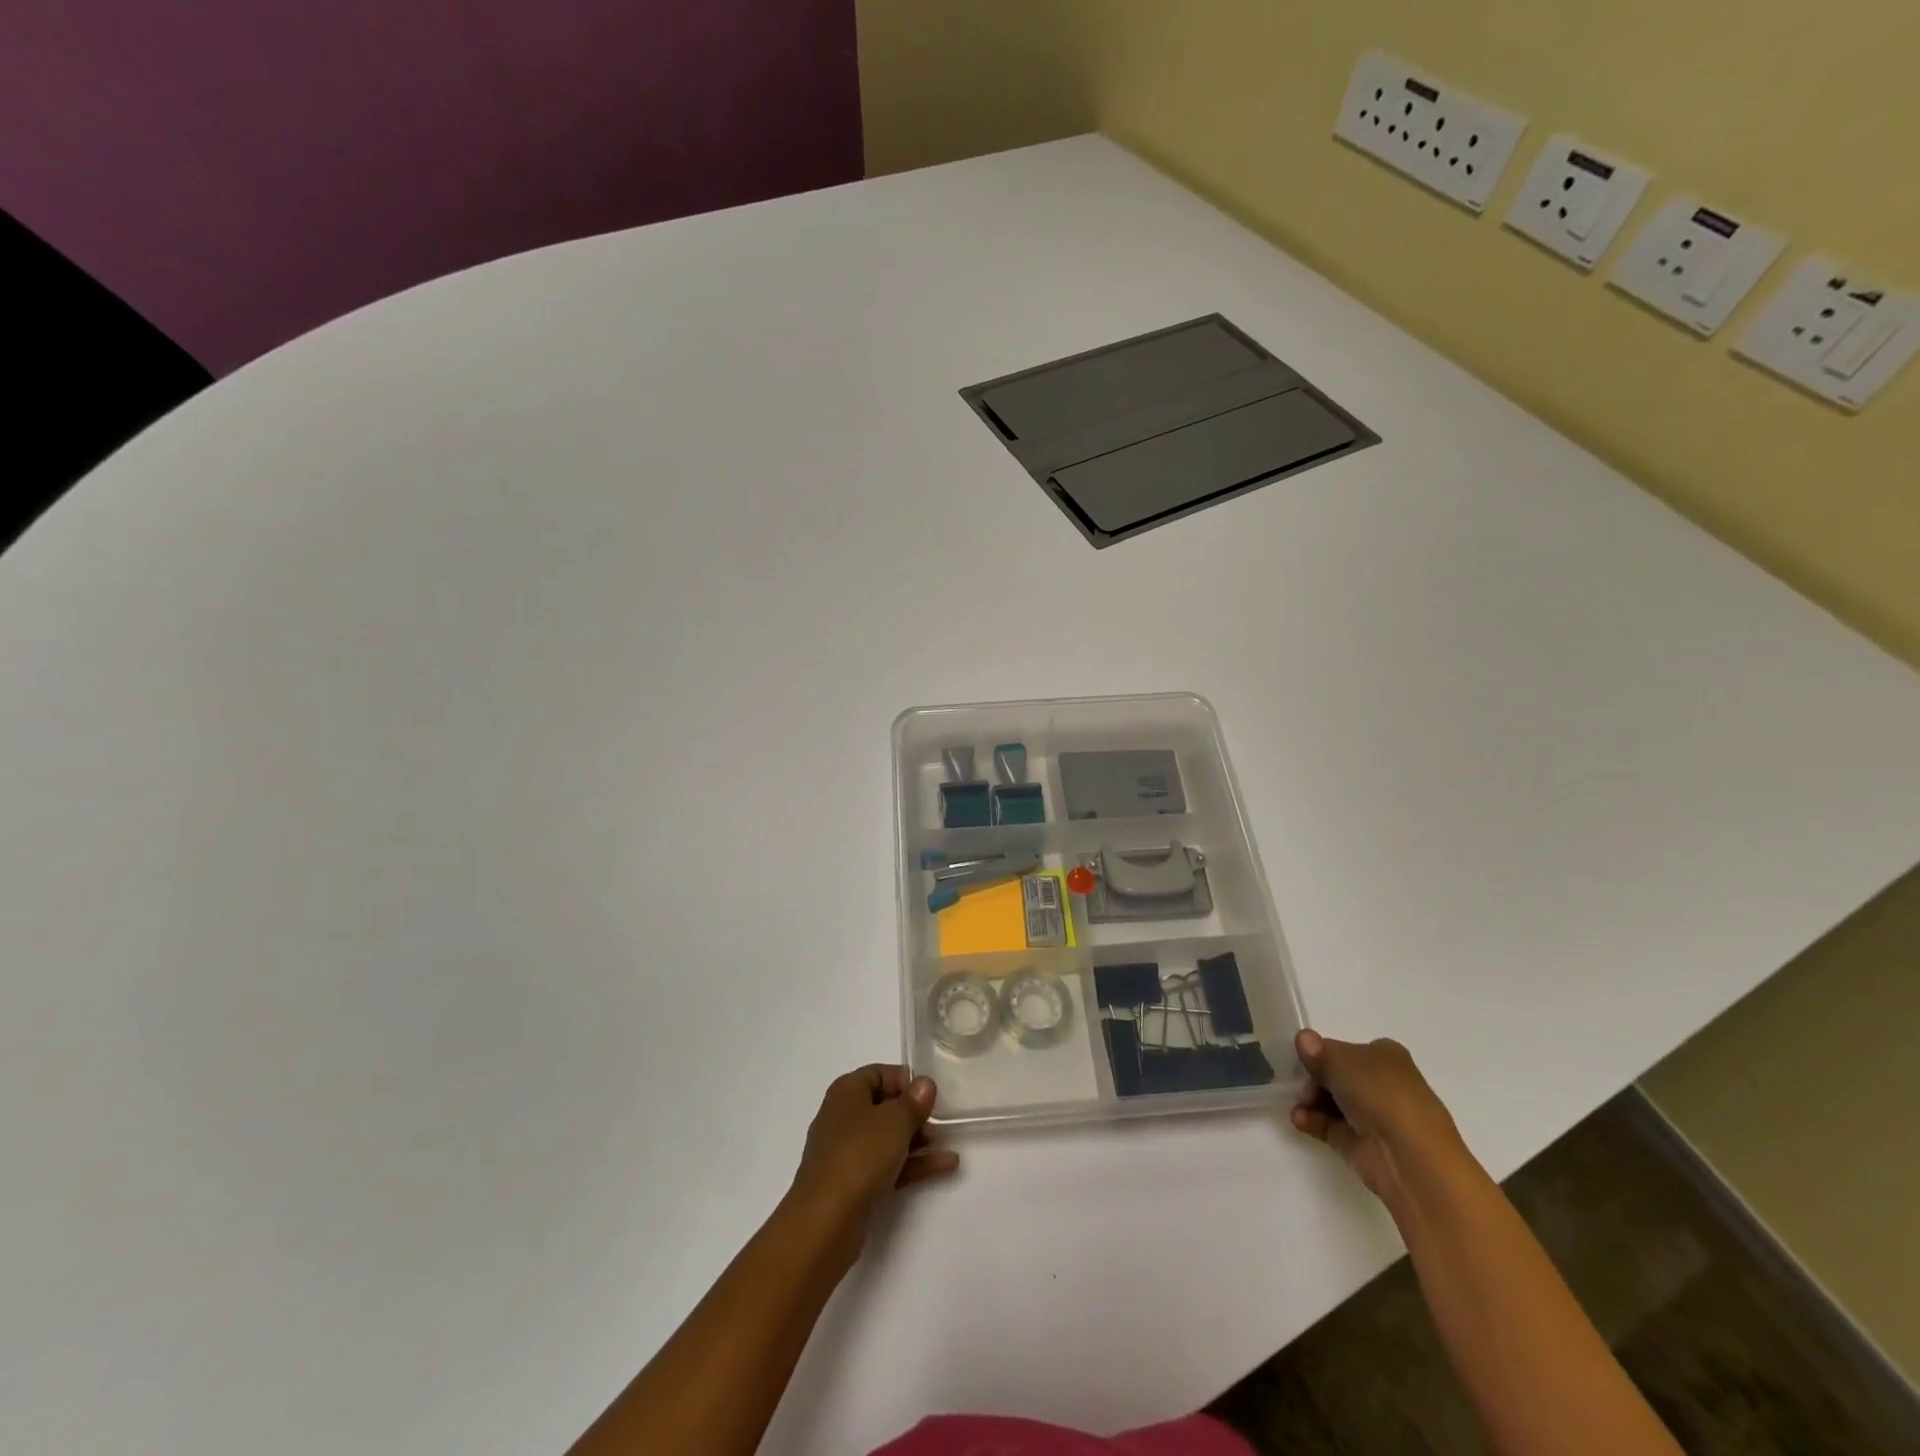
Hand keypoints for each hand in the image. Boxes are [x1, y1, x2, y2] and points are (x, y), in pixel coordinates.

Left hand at [786, 1065, 959, 1261]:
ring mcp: (848, 1153)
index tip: (930, 1093)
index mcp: (846, 1092)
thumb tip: (924, 1084)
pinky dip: (913, 1164)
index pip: (878, 1073)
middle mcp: (844, 1118)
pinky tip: (945, 1165)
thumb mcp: (894, 1121)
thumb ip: (913, 1102)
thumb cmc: (859, 1156)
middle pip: (884, 1106)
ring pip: (888, 1138)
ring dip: (918, 1139)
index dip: (905, 1080)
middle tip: (942, 1119)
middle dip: (914, 1112)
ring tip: (949, 1142)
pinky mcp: (854, 1184)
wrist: (825, 1222)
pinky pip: (888, 1165)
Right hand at [1290, 1030, 1467, 1208]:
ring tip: (1299, 1106)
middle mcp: (1383, 1084)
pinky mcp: (1363, 1144)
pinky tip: (1299, 1120)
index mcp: (1386, 1056)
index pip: (1348, 1049)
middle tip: (1299, 1084)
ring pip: (1334, 1101)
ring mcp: (1375, 1116)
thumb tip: (1303, 1038)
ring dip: (1311, 1101)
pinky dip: (1314, 1121)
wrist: (1410, 1157)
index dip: (1324, 1053)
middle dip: (1314, 1079)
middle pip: (1338, 1075)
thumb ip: (1317, 1051)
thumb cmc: (1380, 1095)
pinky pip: (1332, 1126)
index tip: (1304, 1060)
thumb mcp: (1340, 1060)